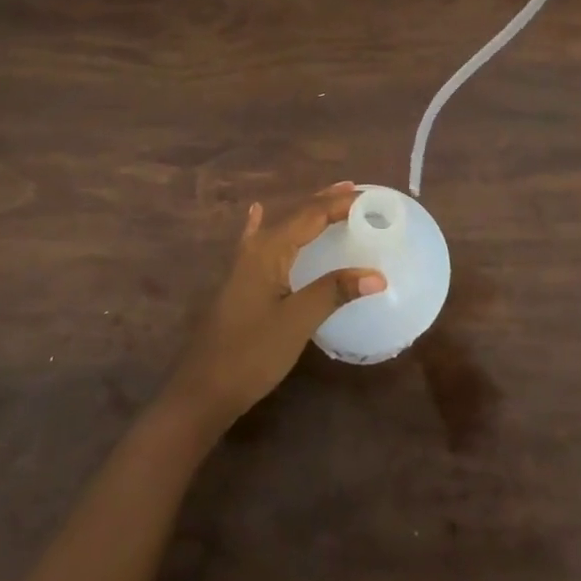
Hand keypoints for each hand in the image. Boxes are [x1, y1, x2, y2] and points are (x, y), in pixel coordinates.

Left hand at [162, 183, 385, 436]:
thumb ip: (334, 292)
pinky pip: (258, 241)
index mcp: (270, 249)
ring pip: (281, 226)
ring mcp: (244, 264)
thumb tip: (378, 274)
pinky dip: (265, 224)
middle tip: (356, 191)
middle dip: (325, 201)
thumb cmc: (252, 353)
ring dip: (307, 213)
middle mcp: (256, 248)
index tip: (370, 197)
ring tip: (330, 200)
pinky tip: (257, 212)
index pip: (312, 214)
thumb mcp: (297, 321)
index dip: (340, 203)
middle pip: (296, 215)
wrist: (202, 390)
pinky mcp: (240, 282)